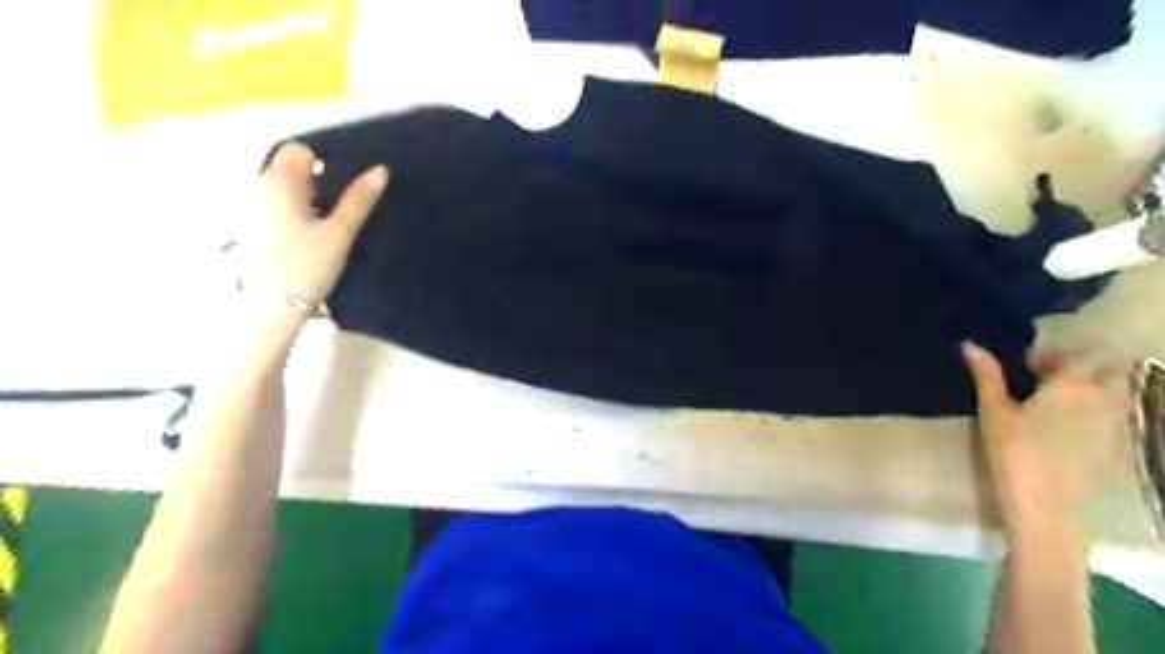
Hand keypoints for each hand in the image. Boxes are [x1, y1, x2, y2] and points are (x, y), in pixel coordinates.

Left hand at [251, 140, 385, 304]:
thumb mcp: (340, 231)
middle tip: (344, 204)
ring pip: (284, 189)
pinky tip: (311, 235)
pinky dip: (296, 211)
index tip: (347, 183)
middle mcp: (259, 187)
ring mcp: (251, 208)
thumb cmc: (308, 263)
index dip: (326, 160)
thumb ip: (359, 199)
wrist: (272, 306)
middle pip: (290, 168)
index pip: (300, 149)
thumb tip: (381, 170)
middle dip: (318, 179)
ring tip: (331, 221)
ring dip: (308, 197)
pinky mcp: (251, 229)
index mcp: (279, 181)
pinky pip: (276, 206)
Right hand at [955, 344, 1127, 538]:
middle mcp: (1103, 401)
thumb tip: (969, 344)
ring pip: (1116, 395)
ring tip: (1055, 403)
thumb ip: (986, 376)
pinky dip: (1095, 413)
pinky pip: (1114, 419)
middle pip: (1110, 372)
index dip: (1054, 356)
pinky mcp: (1116, 449)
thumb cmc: (1013, 452)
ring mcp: (1115, 427)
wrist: (1043, 505)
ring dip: (1092, 390)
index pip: (1080, 355)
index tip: (1026, 366)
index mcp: (1073, 386)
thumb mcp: (993, 410)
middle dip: (1083, 368)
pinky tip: (1065, 429)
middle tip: (1047, 379)